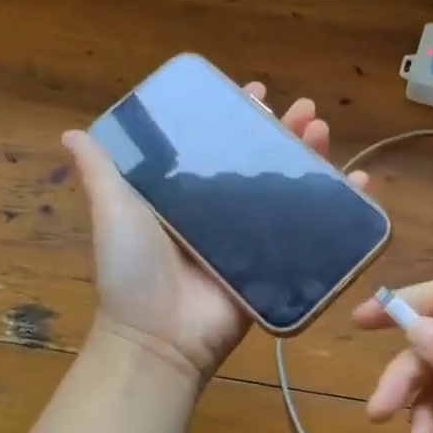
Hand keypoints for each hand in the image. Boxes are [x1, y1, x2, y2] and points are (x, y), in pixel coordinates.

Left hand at [62, 85, 371, 382]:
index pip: (219, 145)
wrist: (159, 340)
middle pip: (261, 161)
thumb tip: (72, 132)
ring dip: (312, 158)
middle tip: (305, 109)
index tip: (256, 92)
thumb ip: (100, 174)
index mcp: (189, 195)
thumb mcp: (113, 213)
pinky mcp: (276, 265)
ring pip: (289, 189)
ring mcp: (252, 238)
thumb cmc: (132, 272)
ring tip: (323, 131)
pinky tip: (360, 183)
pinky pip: (311, 231)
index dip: (238, 117)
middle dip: (285, 131)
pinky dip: (340, 207)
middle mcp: (222, 211)